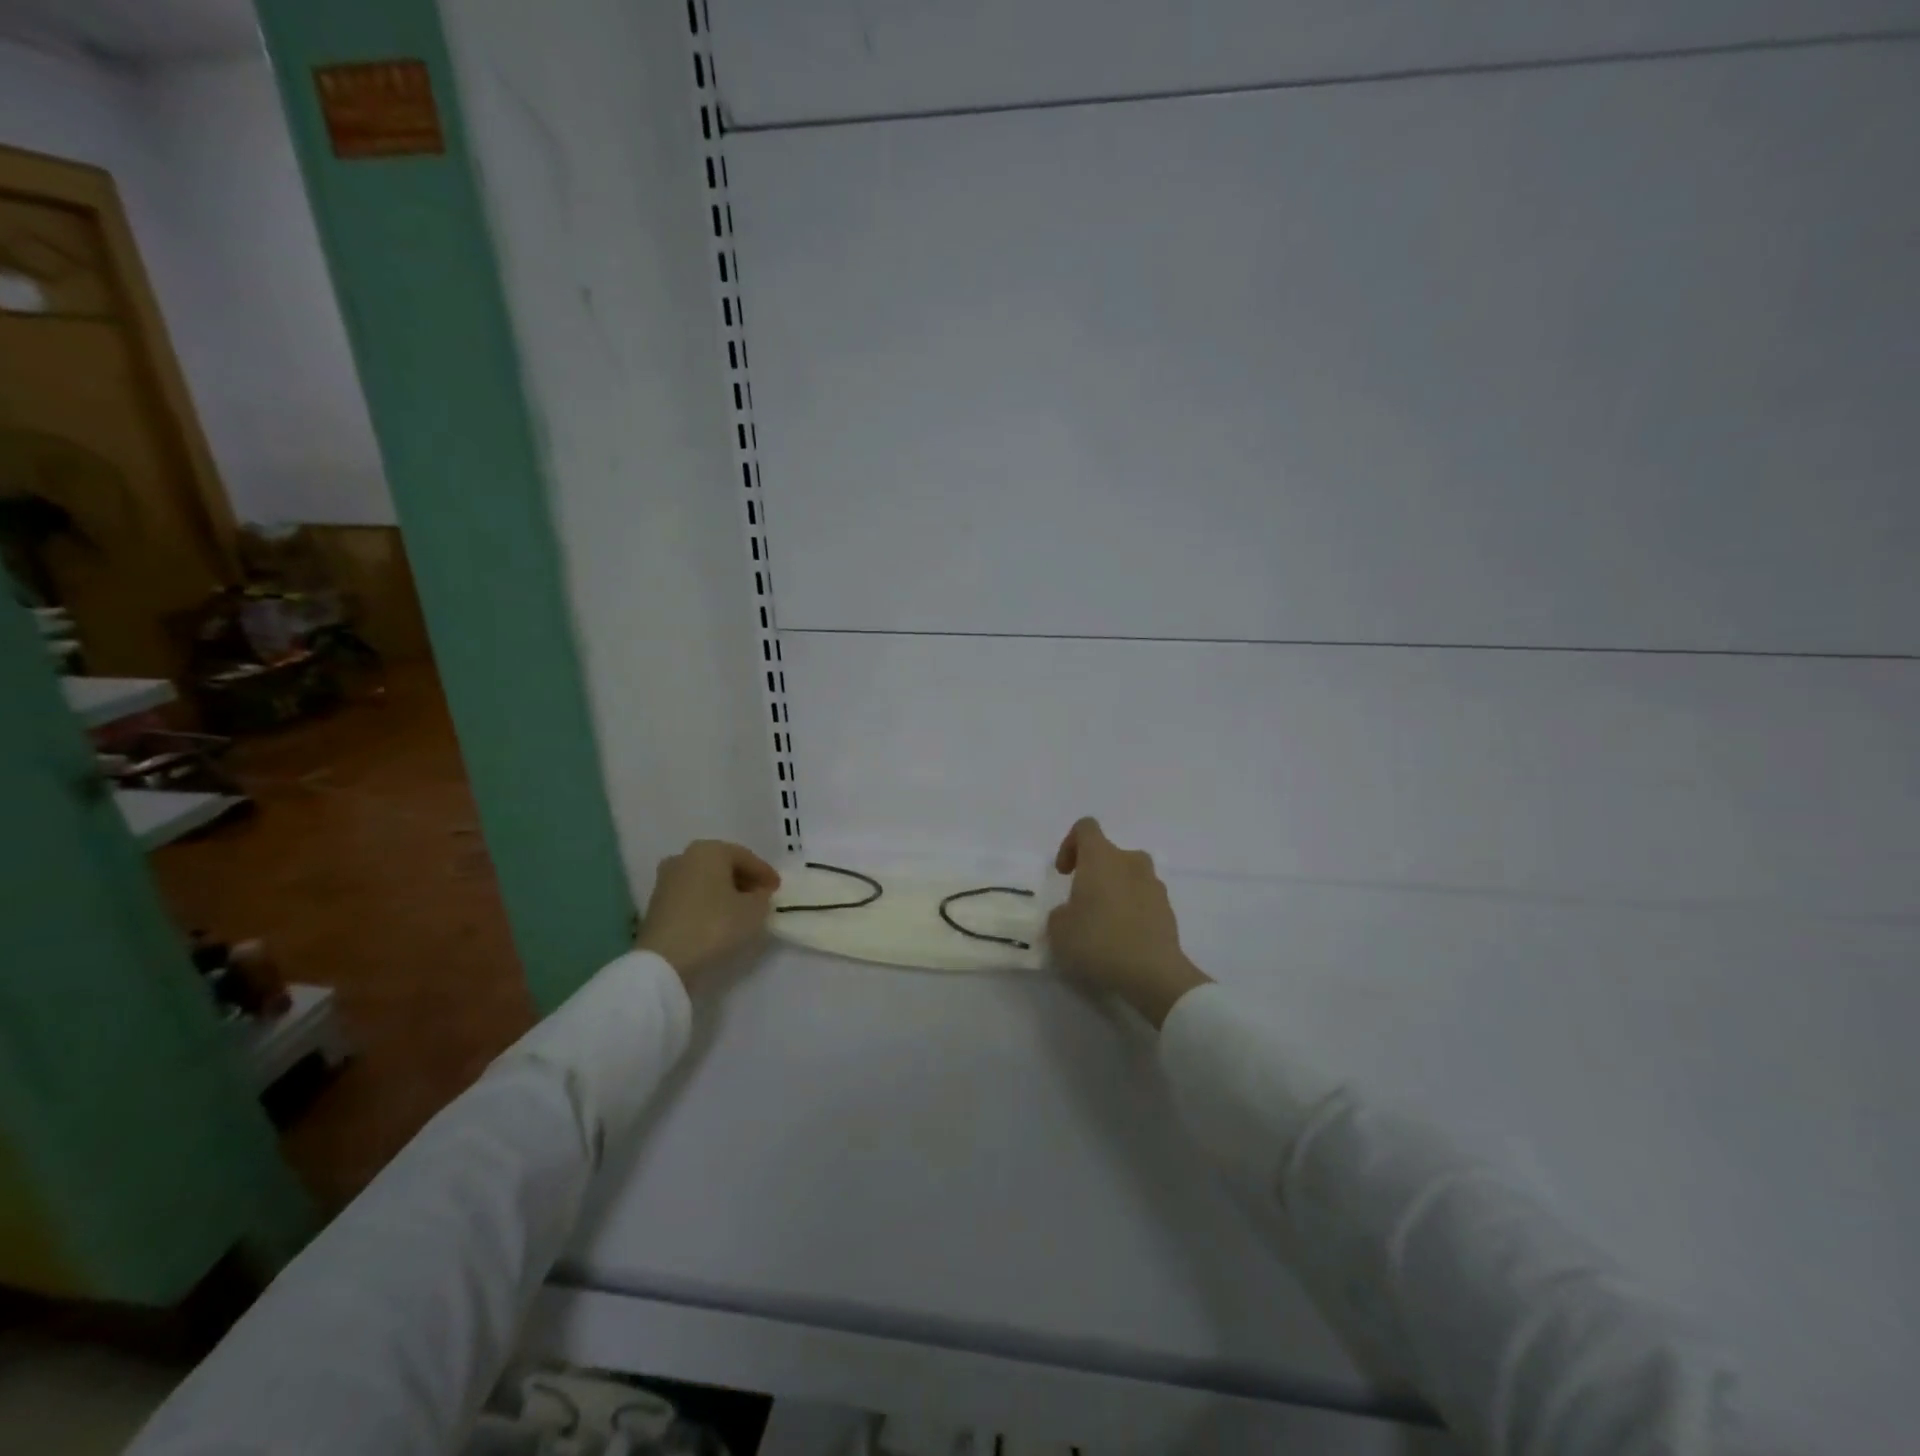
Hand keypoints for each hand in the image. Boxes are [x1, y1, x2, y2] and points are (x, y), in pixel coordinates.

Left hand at [635, 840, 781, 989]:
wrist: (664, 961)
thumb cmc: (715, 925)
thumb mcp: (754, 911)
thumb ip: (762, 897)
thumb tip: (758, 894)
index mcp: (709, 850)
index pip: (746, 857)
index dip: (765, 873)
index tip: (778, 889)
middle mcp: (684, 857)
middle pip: (723, 866)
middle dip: (744, 880)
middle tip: (761, 897)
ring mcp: (666, 880)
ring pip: (706, 881)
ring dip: (725, 892)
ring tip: (741, 911)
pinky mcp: (656, 904)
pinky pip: (692, 896)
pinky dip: (708, 903)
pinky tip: (719, 919)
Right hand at [1048, 818, 1211, 1028]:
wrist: (1152, 972)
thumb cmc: (1098, 941)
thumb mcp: (1059, 929)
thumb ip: (1060, 913)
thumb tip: (1072, 912)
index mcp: (1101, 857)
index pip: (1085, 828)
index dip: (1070, 844)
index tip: (1064, 873)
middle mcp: (1130, 861)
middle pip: (1109, 853)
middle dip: (1093, 872)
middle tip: (1081, 902)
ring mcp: (1154, 884)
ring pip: (1129, 875)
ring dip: (1115, 890)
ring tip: (1103, 922)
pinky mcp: (1168, 908)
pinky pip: (1144, 898)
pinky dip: (1132, 909)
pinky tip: (1122, 938)